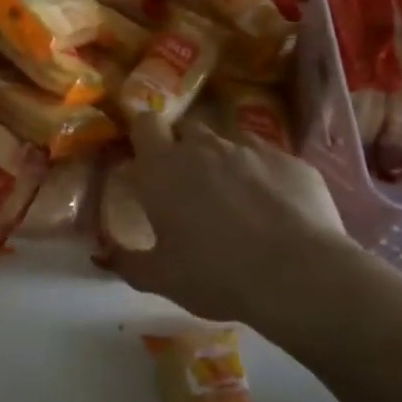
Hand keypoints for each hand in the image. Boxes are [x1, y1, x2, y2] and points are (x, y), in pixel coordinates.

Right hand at [113, 112, 363, 333]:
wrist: (300, 277)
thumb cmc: (215, 274)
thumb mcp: (160, 278)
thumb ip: (126, 261)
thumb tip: (101, 254)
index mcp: (162, 167)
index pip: (145, 123)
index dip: (145, 135)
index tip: (146, 157)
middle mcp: (203, 147)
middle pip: (186, 128)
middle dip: (183, 148)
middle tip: (187, 185)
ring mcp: (251, 149)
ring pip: (228, 143)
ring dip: (224, 163)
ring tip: (234, 201)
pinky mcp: (292, 162)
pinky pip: (268, 160)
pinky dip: (264, 176)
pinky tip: (274, 210)